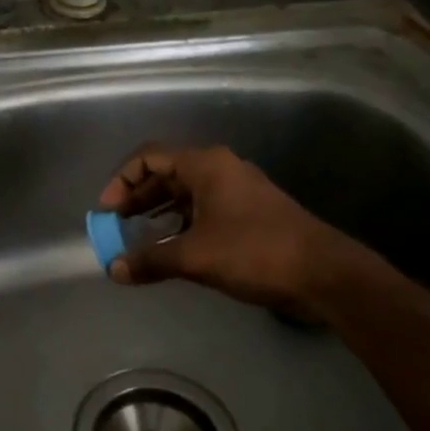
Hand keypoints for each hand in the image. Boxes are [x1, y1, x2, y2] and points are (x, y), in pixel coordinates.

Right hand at [97, 145, 361, 312]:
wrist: (322, 273)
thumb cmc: (254, 252)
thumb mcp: (195, 256)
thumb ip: (150, 260)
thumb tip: (113, 269)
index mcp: (206, 165)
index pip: (149, 157)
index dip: (121, 181)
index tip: (106, 212)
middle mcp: (220, 170)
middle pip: (166, 174)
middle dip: (137, 199)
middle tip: (115, 226)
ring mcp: (236, 191)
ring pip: (185, 194)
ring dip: (157, 214)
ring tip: (137, 239)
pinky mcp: (248, 215)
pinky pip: (202, 210)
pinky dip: (180, 225)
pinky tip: (170, 249)